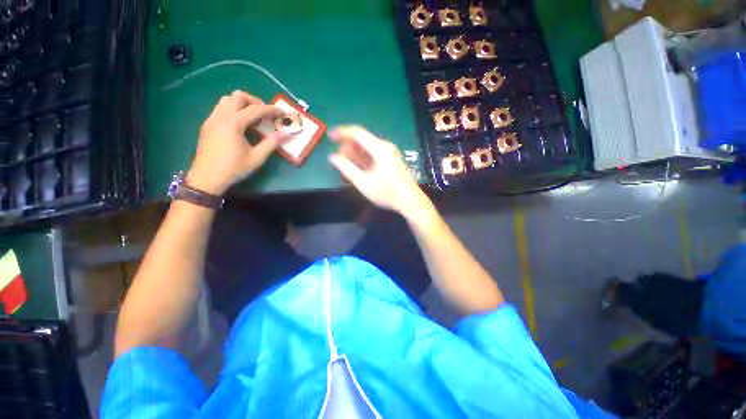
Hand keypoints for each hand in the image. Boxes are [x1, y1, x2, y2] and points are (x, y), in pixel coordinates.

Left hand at [186, 90, 284, 194]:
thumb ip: (272, 143)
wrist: (206, 178)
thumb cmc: (233, 168)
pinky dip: (232, 110)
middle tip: (264, 113)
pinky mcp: (207, 125)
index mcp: (234, 123)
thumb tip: (286, 134)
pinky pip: (220, 109)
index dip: (271, 109)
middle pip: (237, 96)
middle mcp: (221, 116)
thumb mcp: (257, 157)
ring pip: (226, 100)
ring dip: (241, 104)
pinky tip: (239, 125)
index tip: (281, 112)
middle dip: (254, 101)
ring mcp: (211, 119)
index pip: (255, 109)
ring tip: (252, 118)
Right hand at [329, 126, 428, 216]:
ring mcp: (390, 153)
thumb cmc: (387, 193)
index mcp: (379, 148)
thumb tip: (332, 157)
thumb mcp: (364, 183)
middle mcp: (385, 147)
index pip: (357, 132)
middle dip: (348, 147)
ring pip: (368, 148)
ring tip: (346, 166)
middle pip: (363, 140)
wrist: (410, 201)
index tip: (330, 137)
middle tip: (338, 160)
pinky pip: (374, 155)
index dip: (342, 132)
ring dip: (355, 155)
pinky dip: (364, 159)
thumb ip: (347, 168)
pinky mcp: (391, 161)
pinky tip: (358, 169)